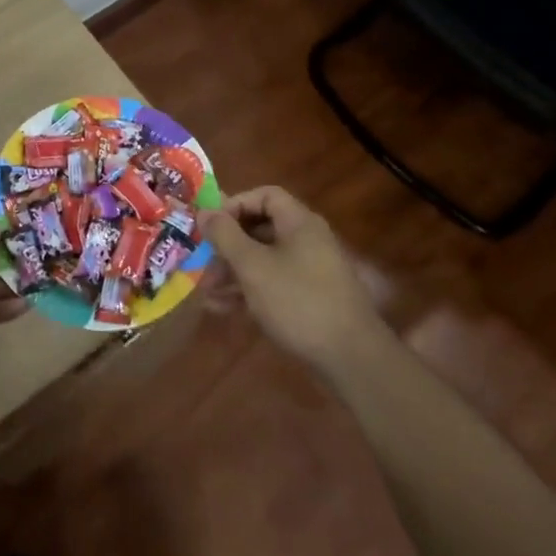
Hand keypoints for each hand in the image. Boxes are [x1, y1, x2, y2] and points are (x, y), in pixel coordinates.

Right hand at [201, 185, 381, 374]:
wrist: (352, 359)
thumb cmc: (298, 301)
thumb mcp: (253, 266)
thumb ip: (225, 236)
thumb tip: (205, 211)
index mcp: (299, 222)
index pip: (265, 196)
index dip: (235, 204)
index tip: (212, 226)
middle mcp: (307, 240)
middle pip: (261, 229)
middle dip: (229, 245)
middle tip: (204, 263)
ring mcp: (311, 271)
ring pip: (265, 260)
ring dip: (234, 272)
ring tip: (207, 292)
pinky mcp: (311, 299)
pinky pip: (274, 284)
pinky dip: (250, 291)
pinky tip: (224, 309)